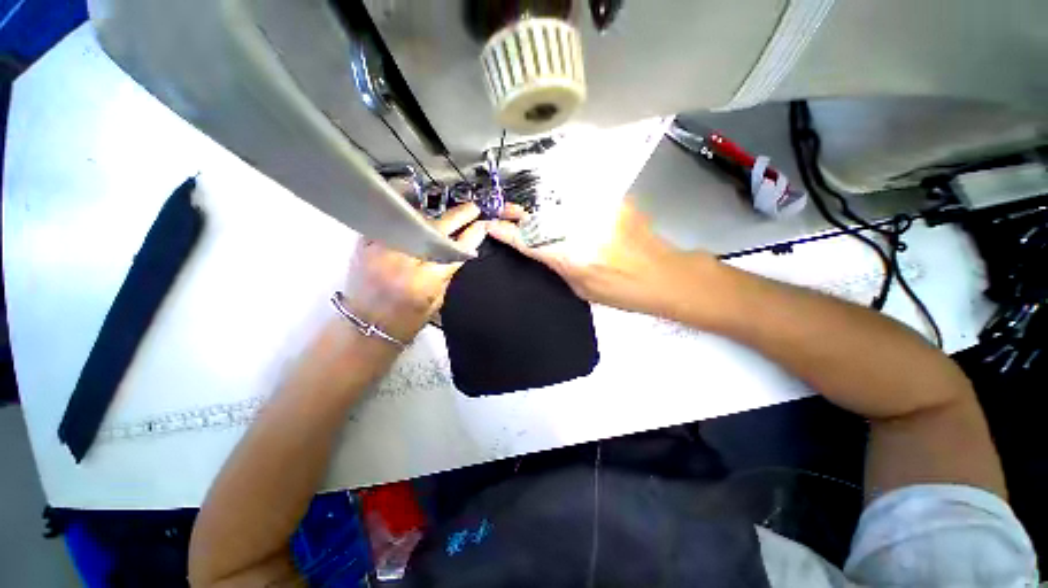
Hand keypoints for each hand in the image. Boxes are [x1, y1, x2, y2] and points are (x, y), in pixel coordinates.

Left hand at [341, 203, 487, 344]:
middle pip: (435, 231)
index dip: (471, 236)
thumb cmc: (406, 322)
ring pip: (412, 221)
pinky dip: (405, 216)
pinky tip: (417, 213)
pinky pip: (390, 221)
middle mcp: (401, 262)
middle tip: (472, 209)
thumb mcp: (436, 302)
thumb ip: (446, 273)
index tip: (482, 225)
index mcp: (423, 281)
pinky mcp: (363, 245)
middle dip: (457, 217)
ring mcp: (379, 250)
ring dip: (434, 217)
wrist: (366, 328)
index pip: (454, 251)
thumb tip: (460, 250)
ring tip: (446, 215)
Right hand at [488, 201, 720, 319]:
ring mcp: (598, 212)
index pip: (530, 242)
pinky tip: (572, 213)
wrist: (663, 275)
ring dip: (545, 211)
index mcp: (572, 258)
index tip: (492, 226)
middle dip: (523, 216)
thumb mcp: (582, 289)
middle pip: (542, 218)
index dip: (508, 233)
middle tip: (510, 214)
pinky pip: (582, 200)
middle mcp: (581, 231)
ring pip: (560, 206)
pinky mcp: (614, 202)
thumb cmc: (622, 292)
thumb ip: (560, 266)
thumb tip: (544, 250)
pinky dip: (570, 205)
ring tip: (539, 216)